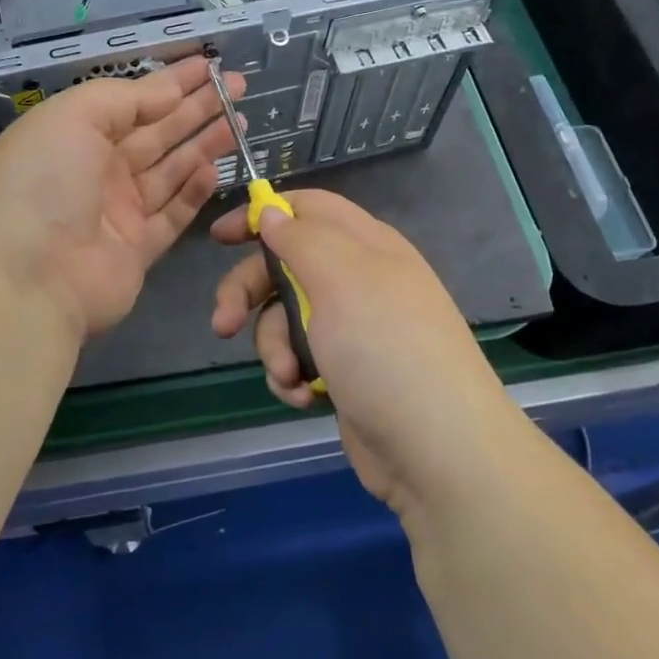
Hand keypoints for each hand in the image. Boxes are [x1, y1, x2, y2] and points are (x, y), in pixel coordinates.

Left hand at [0, 56, 243, 339]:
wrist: (26, 279)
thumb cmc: (43, 183)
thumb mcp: (74, 117)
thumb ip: (124, 98)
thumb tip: (168, 92)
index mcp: (75, 134)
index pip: (133, 100)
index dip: (172, 81)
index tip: (210, 64)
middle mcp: (97, 169)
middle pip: (157, 132)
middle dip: (197, 108)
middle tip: (238, 87)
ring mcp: (118, 211)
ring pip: (170, 170)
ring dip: (203, 144)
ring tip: (239, 121)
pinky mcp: (138, 249)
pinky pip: (173, 213)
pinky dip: (194, 191)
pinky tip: (214, 169)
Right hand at [209, 190, 511, 513]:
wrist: (437, 449)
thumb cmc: (385, 347)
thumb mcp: (340, 278)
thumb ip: (300, 238)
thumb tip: (272, 211)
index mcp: (365, 244)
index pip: (307, 209)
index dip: (263, 215)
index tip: (220, 237)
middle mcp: (358, 280)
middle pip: (285, 266)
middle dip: (249, 293)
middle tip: (224, 324)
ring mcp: (352, 329)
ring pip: (284, 318)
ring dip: (274, 346)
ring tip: (289, 375)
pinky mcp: (345, 372)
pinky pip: (298, 358)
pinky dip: (292, 376)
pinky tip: (303, 397)